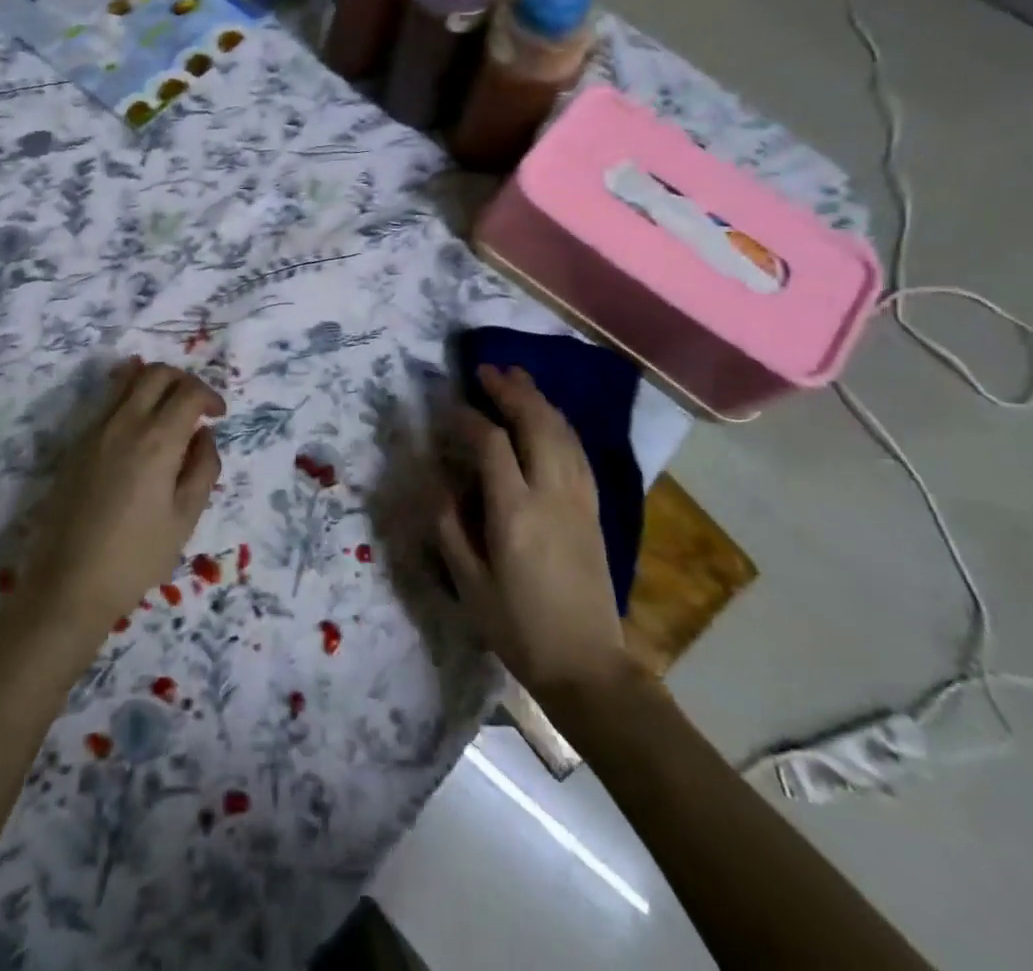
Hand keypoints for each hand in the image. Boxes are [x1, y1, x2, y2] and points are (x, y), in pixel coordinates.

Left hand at [23, 359, 225, 631]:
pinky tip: (141, 434)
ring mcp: (95, 431)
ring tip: (169, 413)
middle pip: (156, 373)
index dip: (210, 396)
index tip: (218, 416)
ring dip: (155, 385)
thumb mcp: (186, 517)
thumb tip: (204, 436)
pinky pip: (109, 404)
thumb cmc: (137, 556)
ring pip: (127, 381)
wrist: (69, 584)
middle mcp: (124, 423)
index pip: (189, 391)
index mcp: (157, 440)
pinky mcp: (77, 445)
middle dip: (184, 380)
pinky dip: (131, 401)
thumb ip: (203, 468)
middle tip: (197, 407)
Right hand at [435, 365, 630, 698]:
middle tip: (487, 369)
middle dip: (511, 391)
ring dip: (539, 399)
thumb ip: (450, 526)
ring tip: (517, 378)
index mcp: (514, 513)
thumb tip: (438, 480)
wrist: (587, 664)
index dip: (469, 418)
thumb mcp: (469, 583)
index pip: (492, 444)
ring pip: (562, 432)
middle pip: (535, 424)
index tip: (450, 405)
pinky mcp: (594, 509)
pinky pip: (578, 451)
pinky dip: (560, 424)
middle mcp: (551, 495)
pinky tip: (550, 416)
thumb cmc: (518, 627)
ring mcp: (578, 499)